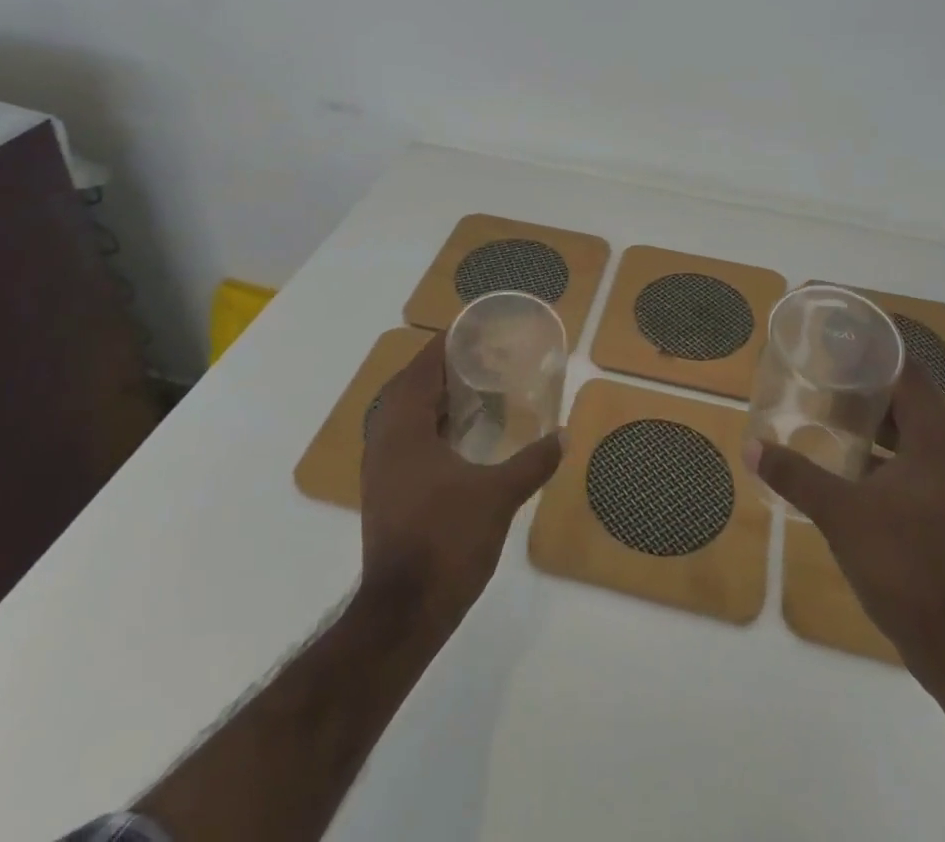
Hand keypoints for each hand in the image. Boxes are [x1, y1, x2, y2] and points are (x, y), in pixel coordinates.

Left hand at [359, 333, 564, 627]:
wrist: (404, 613)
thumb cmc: (447, 541)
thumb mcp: (498, 497)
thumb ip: (532, 462)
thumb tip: (563, 435)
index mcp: (404, 429)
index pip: (420, 369)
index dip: (443, 345)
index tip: (472, 331)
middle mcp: (384, 441)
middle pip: (408, 388)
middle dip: (440, 370)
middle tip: (479, 360)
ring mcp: (380, 470)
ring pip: (403, 416)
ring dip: (432, 399)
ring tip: (472, 393)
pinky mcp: (384, 493)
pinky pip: (404, 441)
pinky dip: (428, 427)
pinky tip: (458, 440)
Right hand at [746, 361, 944, 690]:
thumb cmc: (905, 565)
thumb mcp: (840, 514)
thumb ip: (795, 475)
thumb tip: (751, 445)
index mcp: (936, 443)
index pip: (910, 374)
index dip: (879, 349)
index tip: (843, 334)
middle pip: (911, 402)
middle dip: (869, 383)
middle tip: (825, 369)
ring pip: (912, 437)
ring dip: (876, 422)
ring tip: (830, 409)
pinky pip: (913, 466)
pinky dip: (883, 455)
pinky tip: (848, 465)